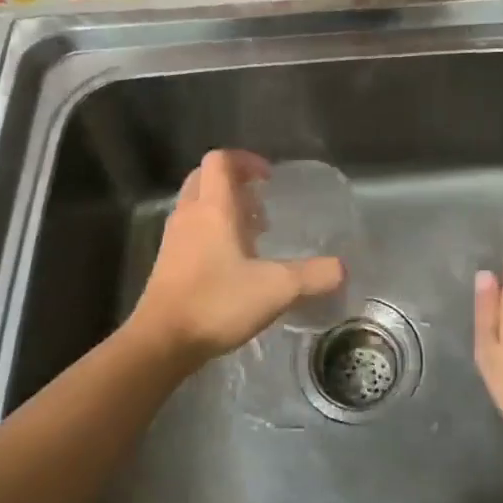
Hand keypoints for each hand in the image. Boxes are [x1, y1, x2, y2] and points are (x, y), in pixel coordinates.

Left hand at [127, 150, 344, 366]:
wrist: (161, 341)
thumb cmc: (217, 302)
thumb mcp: (276, 289)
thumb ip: (313, 276)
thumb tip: (341, 269)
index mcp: (213, 207)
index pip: (221, 160)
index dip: (246, 161)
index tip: (269, 179)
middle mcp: (190, 214)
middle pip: (206, 177)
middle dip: (234, 182)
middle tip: (261, 203)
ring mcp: (174, 238)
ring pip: (197, 204)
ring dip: (224, 208)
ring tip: (253, 235)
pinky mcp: (167, 262)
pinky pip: (191, 229)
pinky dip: (211, 232)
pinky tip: (233, 263)